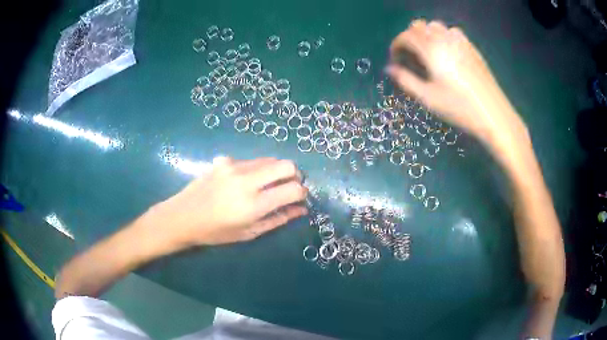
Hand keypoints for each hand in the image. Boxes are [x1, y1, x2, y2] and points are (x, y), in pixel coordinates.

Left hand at [150, 156, 307, 246]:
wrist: (182, 217)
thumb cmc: (215, 232)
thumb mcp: (249, 232)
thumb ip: (277, 219)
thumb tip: (301, 209)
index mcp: (253, 204)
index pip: (293, 189)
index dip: (302, 193)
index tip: (300, 198)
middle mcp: (246, 180)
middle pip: (286, 164)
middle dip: (294, 175)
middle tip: (288, 187)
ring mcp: (234, 166)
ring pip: (269, 160)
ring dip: (275, 171)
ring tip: (265, 186)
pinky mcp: (224, 160)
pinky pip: (250, 161)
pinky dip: (256, 170)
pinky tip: (243, 182)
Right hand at [386, 20, 527, 148]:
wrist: (492, 114)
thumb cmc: (458, 107)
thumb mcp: (428, 98)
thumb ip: (405, 80)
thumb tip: (390, 68)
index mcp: (431, 50)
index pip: (406, 36)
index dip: (396, 45)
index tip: (395, 60)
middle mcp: (444, 39)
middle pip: (419, 26)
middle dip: (410, 37)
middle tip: (411, 56)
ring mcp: (460, 41)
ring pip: (436, 25)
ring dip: (426, 34)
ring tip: (428, 52)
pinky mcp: (472, 47)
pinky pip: (452, 31)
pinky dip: (443, 35)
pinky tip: (447, 51)